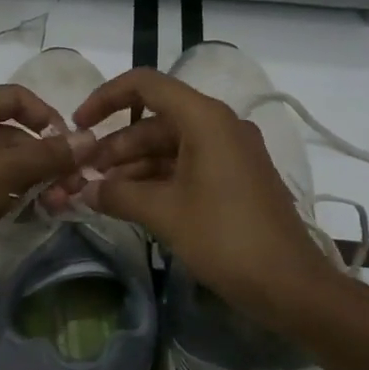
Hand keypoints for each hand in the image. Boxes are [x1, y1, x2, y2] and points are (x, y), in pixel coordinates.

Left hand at [0, 85, 93, 301]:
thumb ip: (46, 155)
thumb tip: (88, 140)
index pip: (14, 98)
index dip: (46, 116)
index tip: (71, 143)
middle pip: (13, 135)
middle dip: (46, 159)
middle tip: (73, 186)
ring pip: (5, 166)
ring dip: (34, 182)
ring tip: (60, 205)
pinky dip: (14, 199)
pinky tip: (37, 216)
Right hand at [47, 69, 336, 330]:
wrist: (289, 284)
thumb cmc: (225, 238)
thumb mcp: (165, 213)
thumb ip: (118, 194)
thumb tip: (85, 189)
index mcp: (206, 119)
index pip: (147, 86)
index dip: (106, 98)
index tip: (79, 125)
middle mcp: (220, 126)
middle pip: (156, 121)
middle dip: (117, 145)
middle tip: (84, 173)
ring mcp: (230, 153)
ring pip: (169, 147)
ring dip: (134, 167)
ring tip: (100, 193)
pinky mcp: (235, 179)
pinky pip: (187, 166)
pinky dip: (157, 180)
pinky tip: (130, 202)